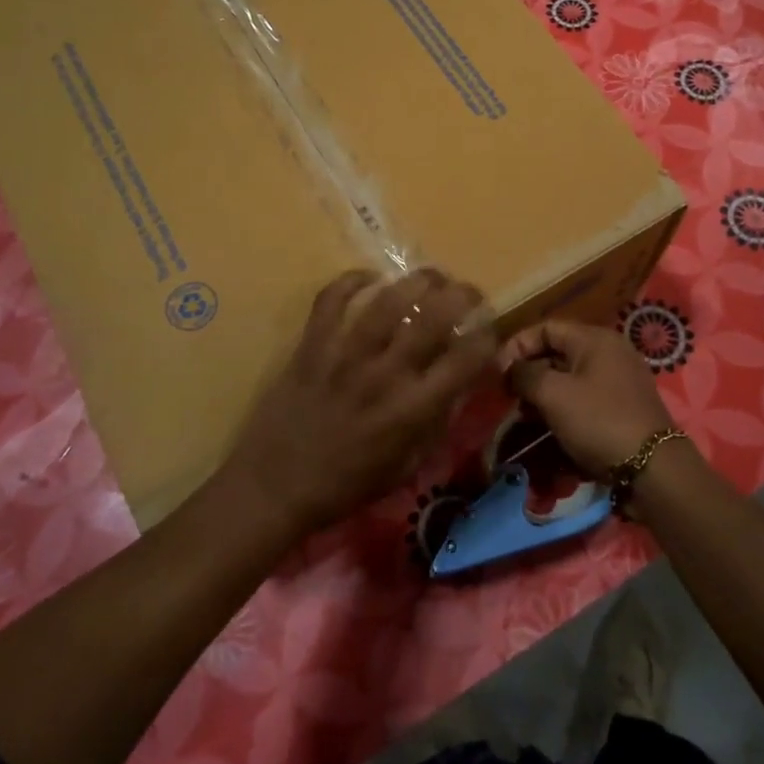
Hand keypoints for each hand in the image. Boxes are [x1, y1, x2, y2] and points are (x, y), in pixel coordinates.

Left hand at [224, 268, 497, 536]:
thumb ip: (435, 424)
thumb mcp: (406, 467)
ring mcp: (345, 355)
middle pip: (434, 317)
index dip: (487, 336)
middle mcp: (385, 374)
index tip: (489, 329)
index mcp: (413, 409)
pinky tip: (369, 277)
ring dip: (416, 281)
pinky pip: (331, 300)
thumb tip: (458, 387)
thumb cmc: (345, 485)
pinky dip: (351, 281)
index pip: (465, 359)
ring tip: (430, 276)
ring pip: (387, 300)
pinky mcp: (311, 346)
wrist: (274, 486)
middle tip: (467, 291)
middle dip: (461, 295)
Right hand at [496, 320, 674, 476]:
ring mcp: (619, 379)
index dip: (517, 346)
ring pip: (569, 377)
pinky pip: (584, 397)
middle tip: (509, 398)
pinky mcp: (623, 406)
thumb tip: (511, 369)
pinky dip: (563, 407)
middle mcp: (609, 352)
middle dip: (529, 373)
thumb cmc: (599, 422)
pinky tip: (550, 428)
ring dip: (543, 394)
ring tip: (526, 417)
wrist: (652, 468)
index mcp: (594, 339)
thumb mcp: (554, 395)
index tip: (498, 374)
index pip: (545, 328)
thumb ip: (525, 375)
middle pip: (557, 352)